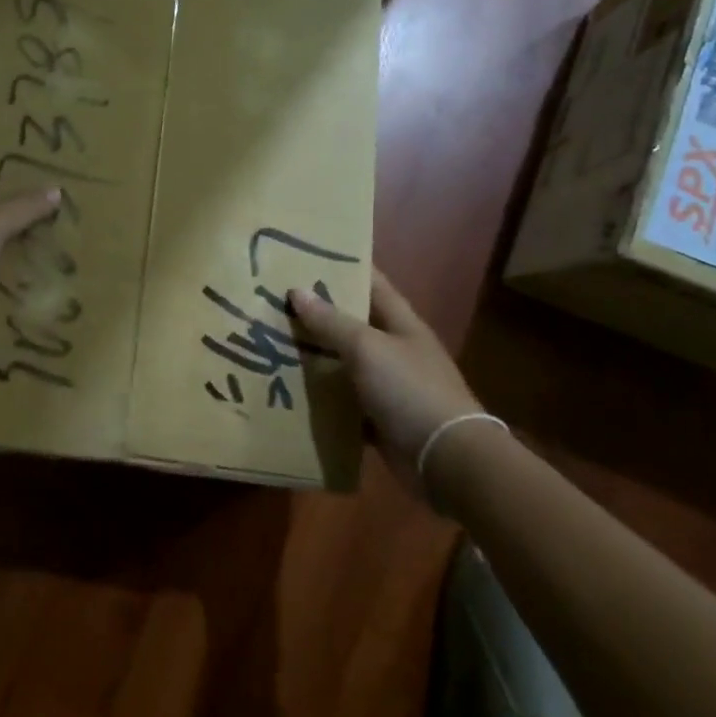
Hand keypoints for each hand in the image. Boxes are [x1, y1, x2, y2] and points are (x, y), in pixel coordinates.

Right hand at [289, 270, 486, 493]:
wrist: (445, 460)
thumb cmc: (409, 389)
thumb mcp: (367, 348)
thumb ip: (331, 321)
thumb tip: (296, 291)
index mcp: (400, 323)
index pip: (370, 282)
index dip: (342, 267)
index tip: (304, 256)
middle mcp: (394, 349)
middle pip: (351, 323)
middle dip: (317, 312)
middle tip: (273, 300)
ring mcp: (387, 385)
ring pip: (343, 362)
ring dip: (314, 355)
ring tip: (270, 341)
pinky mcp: (378, 418)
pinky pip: (343, 401)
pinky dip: (321, 397)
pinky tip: (288, 389)